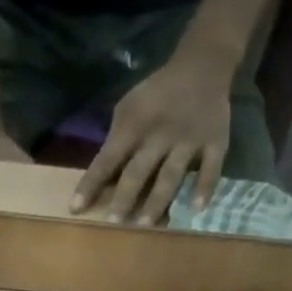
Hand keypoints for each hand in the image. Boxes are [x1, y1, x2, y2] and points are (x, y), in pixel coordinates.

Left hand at [71, 53, 232, 223]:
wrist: (202, 66)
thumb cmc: (157, 93)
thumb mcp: (129, 107)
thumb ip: (117, 140)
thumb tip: (101, 178)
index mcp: (134, 125)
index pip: (107, 159)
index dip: (91, 184)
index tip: (75, 208)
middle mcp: (160, 135)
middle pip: (139, 171)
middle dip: (124, 197)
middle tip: (113, 223)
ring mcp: (189, 140)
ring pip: (171, 175)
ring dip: (157, 201)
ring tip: (146, 225)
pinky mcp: (215, 142)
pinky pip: (211, 168)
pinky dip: (205, 188)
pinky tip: (196, 208)